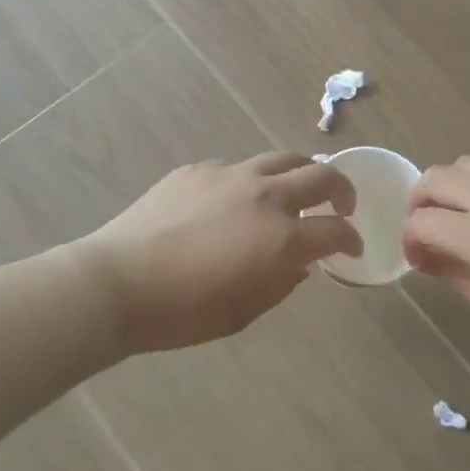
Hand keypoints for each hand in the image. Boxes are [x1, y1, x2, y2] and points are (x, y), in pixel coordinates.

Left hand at [81, 153, 360, 353]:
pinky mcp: (200, 169)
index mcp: (282, 238)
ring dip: (303, 172)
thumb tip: (299, 264)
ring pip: (284, 158)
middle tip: (341, 205)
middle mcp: (266, 196)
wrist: (117, 282)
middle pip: (323, 175)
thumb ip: (282, 282)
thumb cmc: (183, 312)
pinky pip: (240, 167)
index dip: (351, 239)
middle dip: (342, 189)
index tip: (352, 247)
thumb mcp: (244, 312)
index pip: (336, 230)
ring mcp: (232, 175)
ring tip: (299, 188)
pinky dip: (253, 180)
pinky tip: (237, 199)